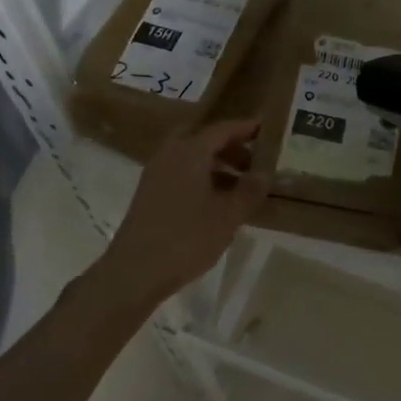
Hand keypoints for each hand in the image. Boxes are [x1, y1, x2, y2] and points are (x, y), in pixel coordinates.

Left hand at [92, 119, 268, 310]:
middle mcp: (170, 155)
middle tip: (252, 160)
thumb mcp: (228, 216)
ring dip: (215, 164)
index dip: (245, 128)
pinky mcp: (149, 194)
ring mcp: (156, 174)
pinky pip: (180, 173)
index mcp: (190, 152)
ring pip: (190, 157)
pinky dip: (201, 177)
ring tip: (240, 186)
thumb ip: (249, 191)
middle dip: (229, 146)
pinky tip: (216, 202)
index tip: (265, 129)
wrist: (135, 271)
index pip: (222, 130)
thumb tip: (264, 173)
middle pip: (203, 139)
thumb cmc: (186, 238)